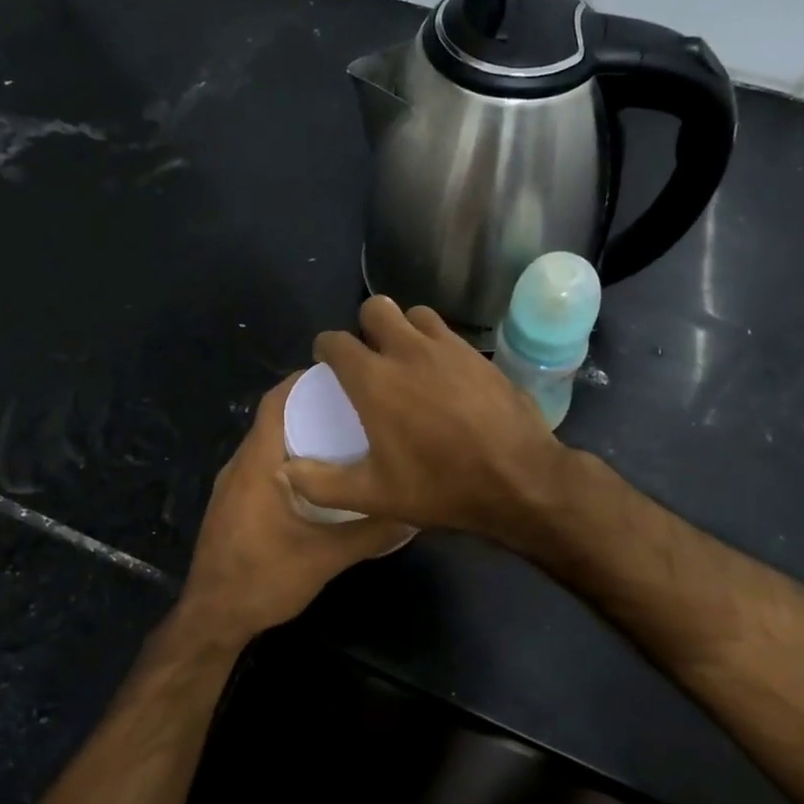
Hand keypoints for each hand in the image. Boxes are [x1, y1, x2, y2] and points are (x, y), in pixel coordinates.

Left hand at [177, 373, 413, 644]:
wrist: (213, 618)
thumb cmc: (264, 579)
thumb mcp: (326, 557)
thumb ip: (370, 533)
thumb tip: (412, 512)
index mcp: (257, 465)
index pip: (275, 403)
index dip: (304, 382)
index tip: (343, 376)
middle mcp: (240, 466)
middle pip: (273, 419)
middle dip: (310, 407)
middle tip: (355, 406)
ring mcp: (231, 486)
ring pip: (267, 445)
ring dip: (299, 435)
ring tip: (343, 436)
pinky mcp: (232, 505)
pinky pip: (262, 466)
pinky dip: (288, 459)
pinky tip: (318, 478)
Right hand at [282, 297, 574, 544]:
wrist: (519, 479)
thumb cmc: (441, 487)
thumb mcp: (374, 495)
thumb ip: (322, 483)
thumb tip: (284, 472)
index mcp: (374, 379)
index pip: (336, 342)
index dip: (326, 349)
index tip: (328, 364)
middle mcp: (408, 351)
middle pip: (375, 309)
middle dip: (365, 326)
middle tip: (369, 357)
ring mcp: (449, 348)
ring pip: (415, 314)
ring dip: (404, 329)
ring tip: (407, 359)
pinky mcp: (479, 355)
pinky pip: (448, 334)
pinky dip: (436, 344)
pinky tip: (443, 375)